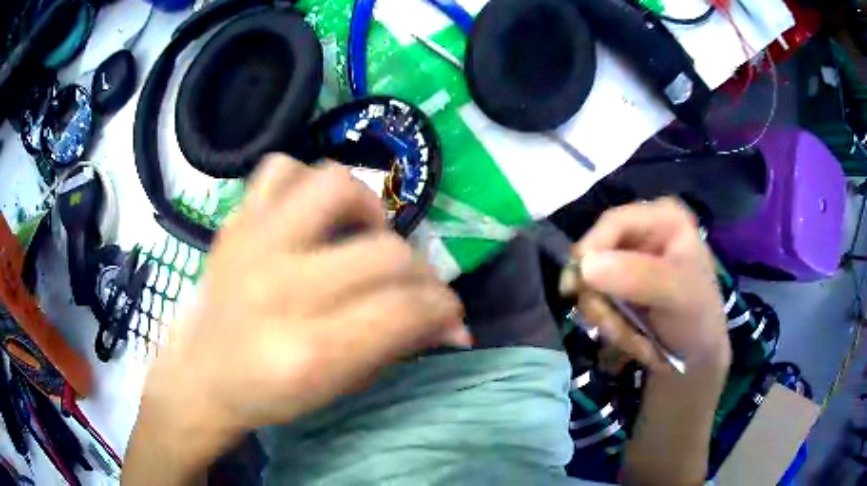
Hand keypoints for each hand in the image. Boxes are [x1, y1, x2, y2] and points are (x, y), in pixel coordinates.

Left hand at [126, 156, 468, 481]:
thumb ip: (398, 347)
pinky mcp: (234, 222)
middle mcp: (279, 289)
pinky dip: (305, 183)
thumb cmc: (268, 394)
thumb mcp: (338, 387)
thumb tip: (454, 325)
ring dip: (367, 210)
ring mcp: (252, 244)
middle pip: (385, 253)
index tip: (450, 315)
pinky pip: (280, 169)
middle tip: (415, 290)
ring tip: (364, 237)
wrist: (201, 374)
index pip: (404, 309)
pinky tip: (311, 216)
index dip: (444, 309)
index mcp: (307, 351)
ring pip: (335, 186)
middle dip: (420, 275)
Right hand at [562, 198, 729, 373]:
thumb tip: (585, 264)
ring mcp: (628, 263)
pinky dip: (607, 325)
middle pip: (595, 253)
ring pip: (591, 283)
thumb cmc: (698, 318)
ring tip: (634, 340)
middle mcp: (642, 234)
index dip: (591, 250)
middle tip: (614, 327)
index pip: (613, 222)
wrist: (698, 357)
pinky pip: (595, 302)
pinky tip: (630, 338)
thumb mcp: (676, 294)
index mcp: (663, 219)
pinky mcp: (619, 288)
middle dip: (601, 297)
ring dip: (606, 318)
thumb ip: (638, 276)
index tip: (575, 287)